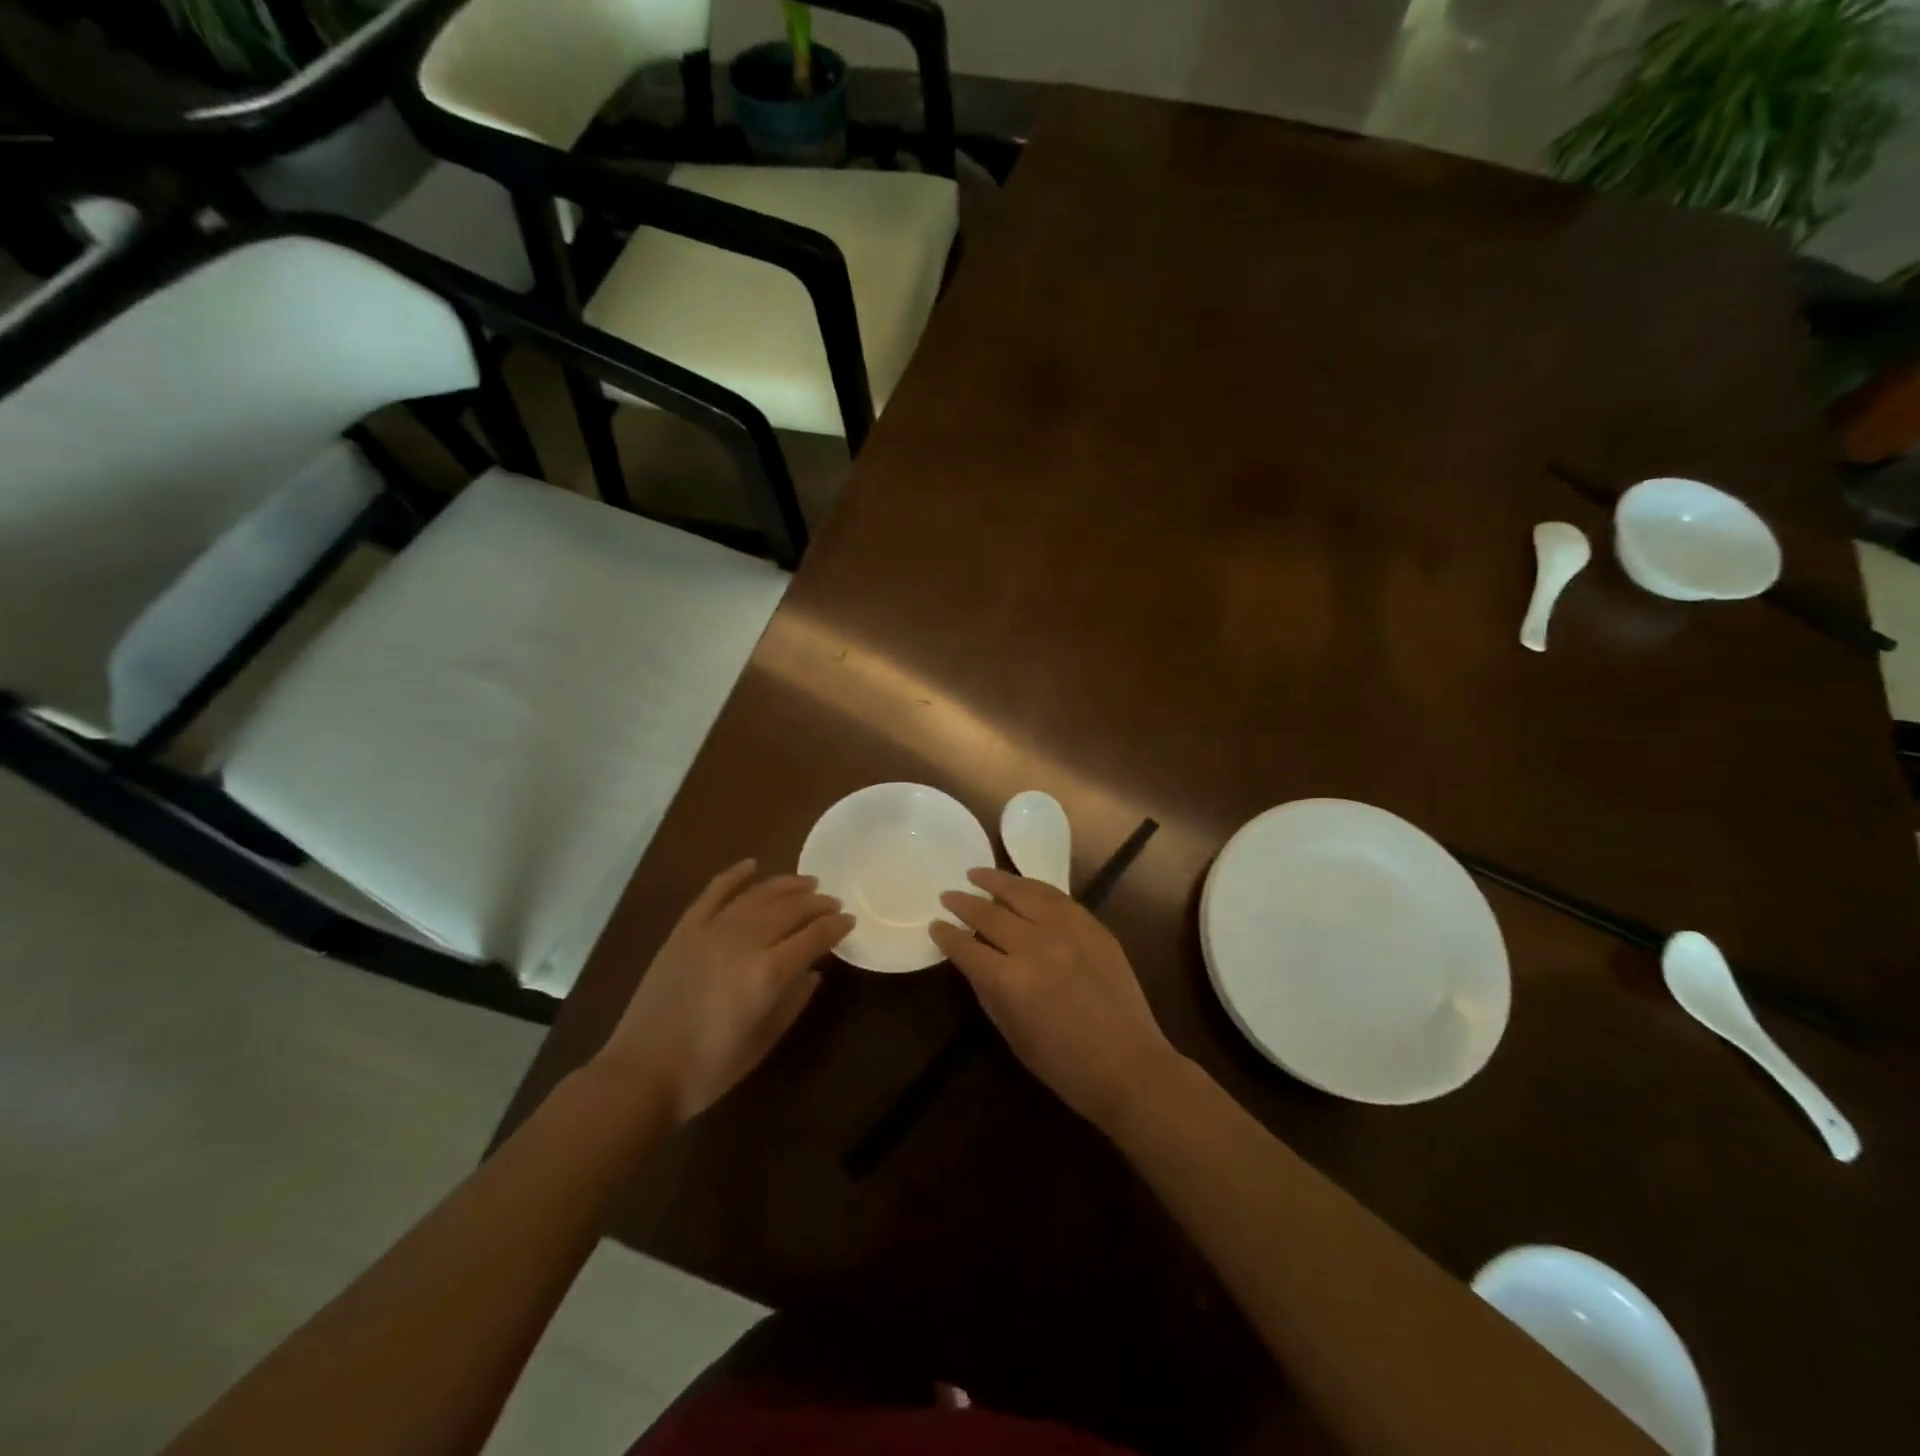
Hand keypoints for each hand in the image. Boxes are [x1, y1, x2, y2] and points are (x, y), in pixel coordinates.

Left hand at [597, 861, 852, 1124]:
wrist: (643, 1072)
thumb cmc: (710, 1068)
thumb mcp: (765, 1040)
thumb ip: (795, 1000)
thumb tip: (813, 970)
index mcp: (768, 973)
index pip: (814, 936)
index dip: (836, 926)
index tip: (849, 921)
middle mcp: (744, 942)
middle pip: (790, 909)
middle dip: (817, 903)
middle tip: (833, 902)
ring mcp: (711, 931)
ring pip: (758, 895)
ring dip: (786, 885)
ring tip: (807, 883)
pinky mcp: (685, 931)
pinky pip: (713, 893)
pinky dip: (734, 876)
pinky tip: (752, 864)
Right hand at [932, 868, 1178, 1127]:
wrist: (1128, 1065)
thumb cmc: (1063, 1064)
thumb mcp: (1011, 1033)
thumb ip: (987, 990)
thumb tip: (972, 958)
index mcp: (1009, 981)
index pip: (966, 947)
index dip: (946, 935)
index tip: (935, 924)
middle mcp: (1035, 946)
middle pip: (990, 913)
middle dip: (964, 903)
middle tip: (948, 895)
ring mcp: (1067, 931)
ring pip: (1023, 892)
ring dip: (996, 880)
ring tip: (977, 873)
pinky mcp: (1092, 926)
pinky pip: (1056, 896)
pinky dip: (1033, 886)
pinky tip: (1020, 884)